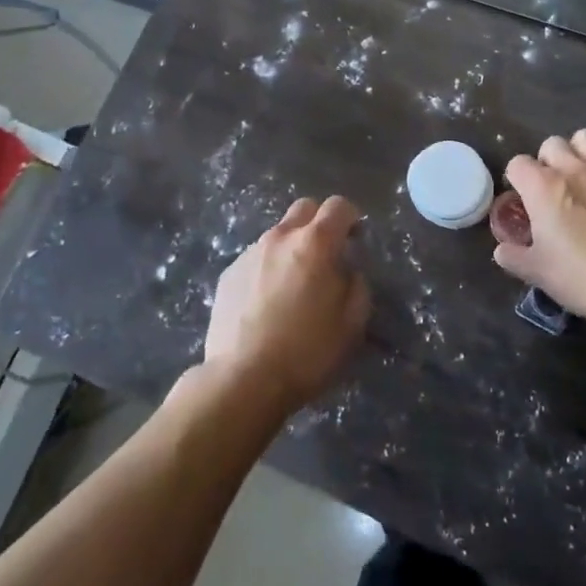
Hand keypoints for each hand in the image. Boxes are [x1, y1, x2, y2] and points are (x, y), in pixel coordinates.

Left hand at [204, 195, 369, 412]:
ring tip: (293, 284)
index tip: (355, 239)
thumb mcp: (352, 323)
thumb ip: (357, 286)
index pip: (338, 206)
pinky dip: (268, 268)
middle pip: (304, 208)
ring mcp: (250, 253)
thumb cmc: (306, 351)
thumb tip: (348, 271)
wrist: (242, 379)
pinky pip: (256, 258)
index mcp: (315, 243)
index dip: (351, 218)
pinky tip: (267, 302)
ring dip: (291, 247)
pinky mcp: (228, 273)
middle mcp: (280, 237)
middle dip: (319, 222)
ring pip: (278, 234)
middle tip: (326, 254)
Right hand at [494, 130, 585, 320]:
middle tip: (555, 187)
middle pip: (553, 143)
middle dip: (549, 159)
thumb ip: (515, 257)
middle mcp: (576, 168)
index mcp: (544, 187)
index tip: (525, 198)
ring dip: (583, 153)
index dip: (518, 179)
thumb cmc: (584, 278)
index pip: (518, 164)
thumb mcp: (539, 274)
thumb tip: (502, 250)